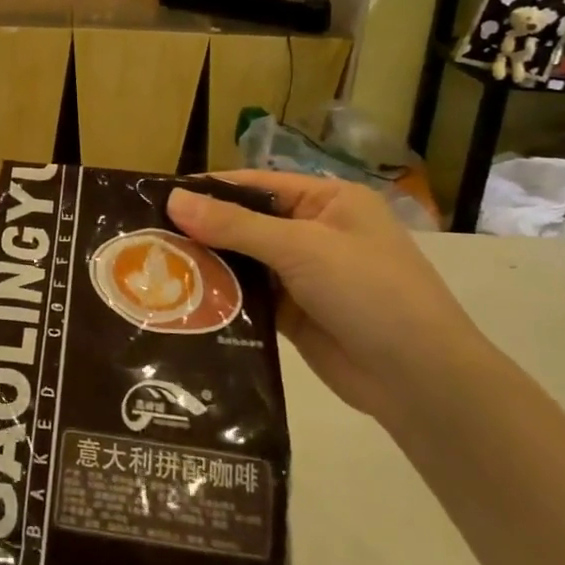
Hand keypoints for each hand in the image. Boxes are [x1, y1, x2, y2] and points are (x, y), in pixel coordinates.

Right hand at [167, 174, 491, 426]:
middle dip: (202, 230)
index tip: (156, 197)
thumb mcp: (301, 247)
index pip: (256, 185)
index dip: (209, 189)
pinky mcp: (294, 315)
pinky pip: (249, 297)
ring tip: (153, 267)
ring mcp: (304, 276)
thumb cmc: (368, 292)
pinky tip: (183, 300)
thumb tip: (173, 199)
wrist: (419, 379)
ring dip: (208, 265)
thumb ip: (235, 225)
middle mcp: (314, 233)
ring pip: (244, 262)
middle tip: (145, 237)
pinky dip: (222, 297)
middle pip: (246, 223)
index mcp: (328, 201)